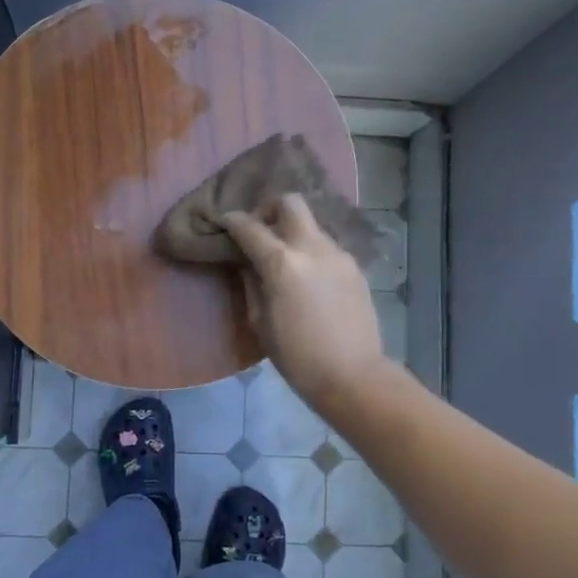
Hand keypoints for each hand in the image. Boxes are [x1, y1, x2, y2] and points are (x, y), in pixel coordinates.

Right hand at [223, 196, 390, 413]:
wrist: (353, 375)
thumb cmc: (297, 356)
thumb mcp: (260, 322)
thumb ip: (251, 283)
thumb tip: (247, 262)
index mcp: (282, 263)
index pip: (249, 227)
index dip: (231, 220)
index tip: (222, 222)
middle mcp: (312, 248)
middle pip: (290, 203)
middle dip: (269, 209)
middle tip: (259, 232)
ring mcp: (338, 255)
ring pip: (311, 225)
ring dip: (292, 233)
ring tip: (284, 261)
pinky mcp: (355, 268)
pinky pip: (326, 248)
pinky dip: (311, 252)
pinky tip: (308, 279)